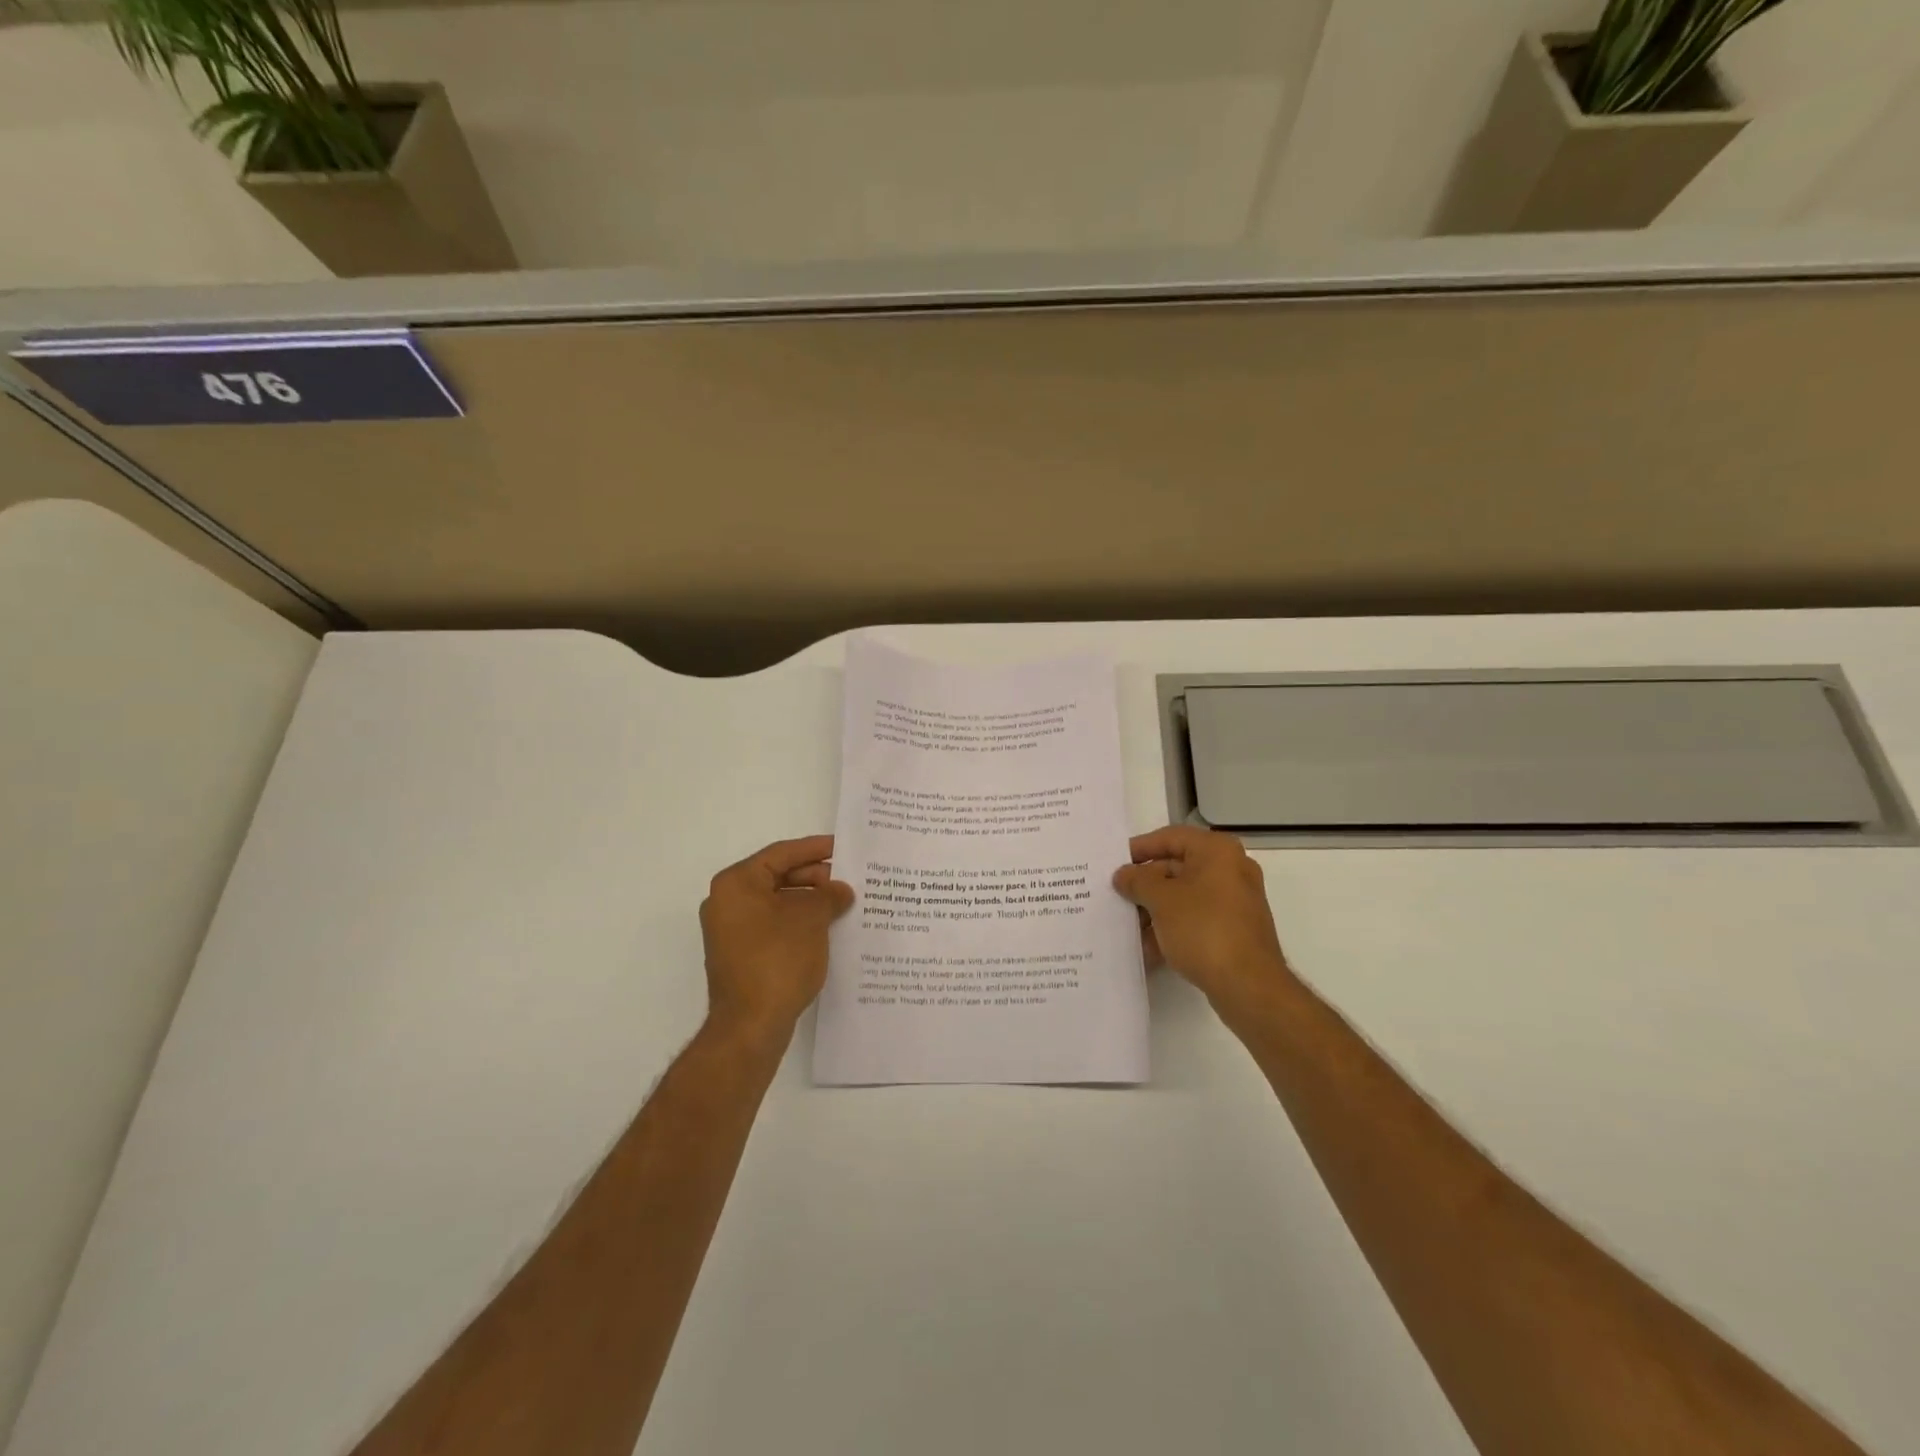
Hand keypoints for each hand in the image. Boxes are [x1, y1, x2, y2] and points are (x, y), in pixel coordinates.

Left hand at [700, 835, 854, 1045]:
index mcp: (736, 884)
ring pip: (776, 903)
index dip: (814, 848)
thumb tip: (840, 891)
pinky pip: (773, 926)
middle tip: (847, 878)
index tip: (842, 846)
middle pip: (776, 877)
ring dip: (808, 901)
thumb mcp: (811, 919)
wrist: (750, 1026)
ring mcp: (731, 931)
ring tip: (843, 903)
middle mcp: (727, 902)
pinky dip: (798, 922)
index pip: (780, 854)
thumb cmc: (778, 960)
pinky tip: (826, 928)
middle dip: (814, 877)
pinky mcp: (740, 955)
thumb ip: (828, 895)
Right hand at [1112, 826, 1291, 1017]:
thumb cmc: (1203, 929)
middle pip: (1177, 867)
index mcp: (1217, 852)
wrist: (1249, 986)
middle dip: (1145, 885)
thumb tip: (1124, 875)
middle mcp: (1231, 870)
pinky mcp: (1235, 930)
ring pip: (1185, 897)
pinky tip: (1148, 949)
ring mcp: (1235, 902)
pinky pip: (1196, 920)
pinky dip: (1172, 929)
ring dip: (1155, 911)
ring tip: (1127, 927)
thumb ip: (1137, 881)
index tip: (1115, 863)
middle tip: (1117, 896)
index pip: (1170, 837)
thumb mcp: (1161, 900)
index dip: (1140, 848)